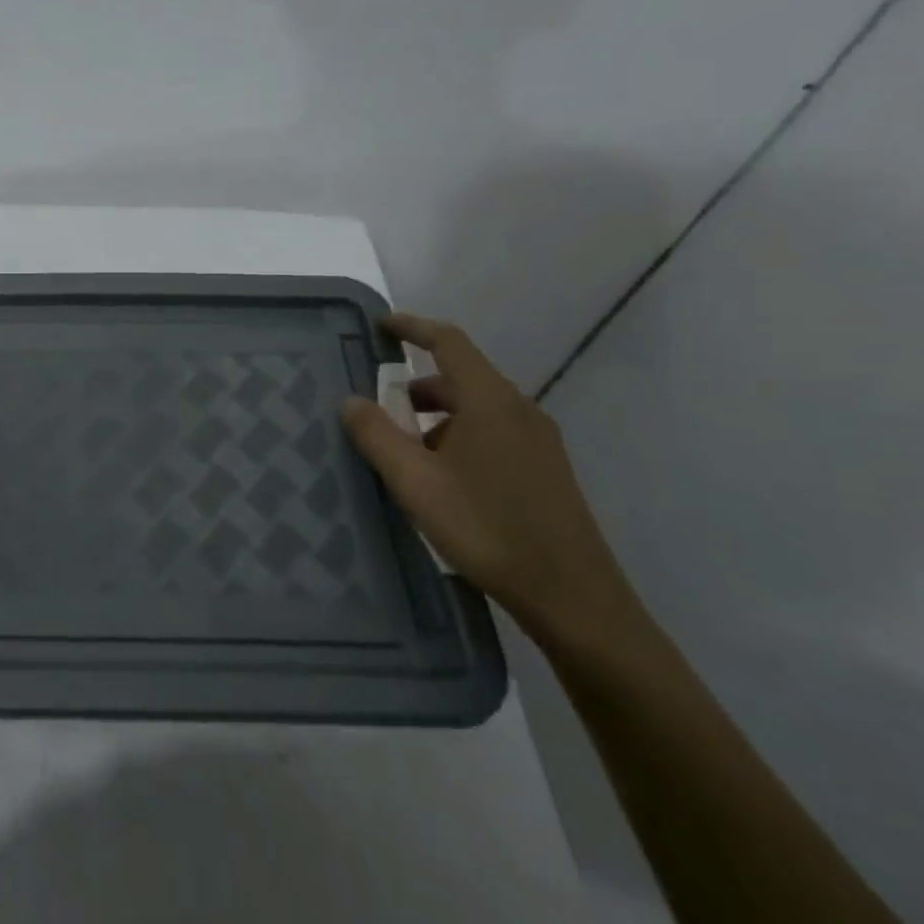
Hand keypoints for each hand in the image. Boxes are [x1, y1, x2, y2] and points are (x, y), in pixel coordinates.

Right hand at [341, 312, 639, 650]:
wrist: (572, 596)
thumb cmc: (487, 528)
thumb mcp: (415, 482)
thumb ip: (377, 436)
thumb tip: (351, 401)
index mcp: (490, 401)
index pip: (449, 342)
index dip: (413, 327)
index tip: (381, 326)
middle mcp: (519, 410)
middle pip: (461, 377)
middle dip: (416, 386)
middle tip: (379, 408)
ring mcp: (538, 440)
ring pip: (476, 408)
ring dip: (435, 417)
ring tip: (404, 451)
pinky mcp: (545, 468)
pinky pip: (492, 432)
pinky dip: (458, 436)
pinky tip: (440, 478)